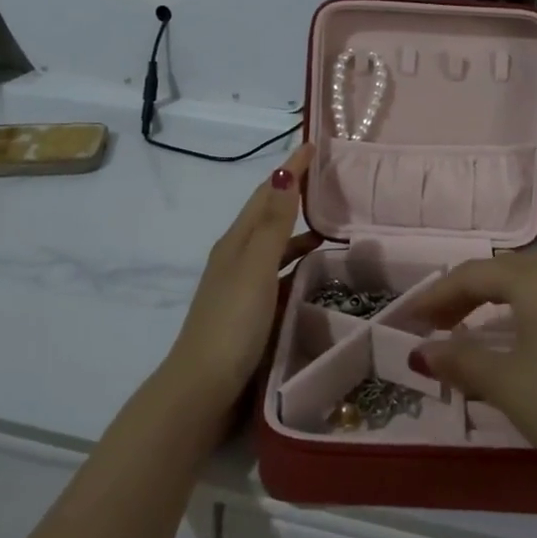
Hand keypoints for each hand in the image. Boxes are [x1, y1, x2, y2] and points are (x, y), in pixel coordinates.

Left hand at [163, 143, 318, 417]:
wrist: (203, 391)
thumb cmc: (232, 324)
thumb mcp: (255, 268)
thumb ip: (272, 224)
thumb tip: (283, 173)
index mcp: (236, 243)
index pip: (266, 194)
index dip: (289, 169)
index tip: (314, 145)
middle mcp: (237, 258)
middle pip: (269, 216)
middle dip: (295, 194)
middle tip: (331, 180)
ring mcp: (243, 287)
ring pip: (276, 246)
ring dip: (299, 230)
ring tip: (333, 225)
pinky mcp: (252, 312)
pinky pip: (280, 274)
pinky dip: (298, 263)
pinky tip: (316, 273)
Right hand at [416, 245, 536, 501]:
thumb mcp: (505, 383)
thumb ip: (460, 360)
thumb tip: (422, 351)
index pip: (474, 275)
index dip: (437, 295)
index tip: (409, 319)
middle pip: (504, 269)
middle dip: (466, 293)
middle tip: (437, 323)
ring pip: (536, 275)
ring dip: (501, 293)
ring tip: (479, 319)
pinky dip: (531, 302)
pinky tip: (525, 332)